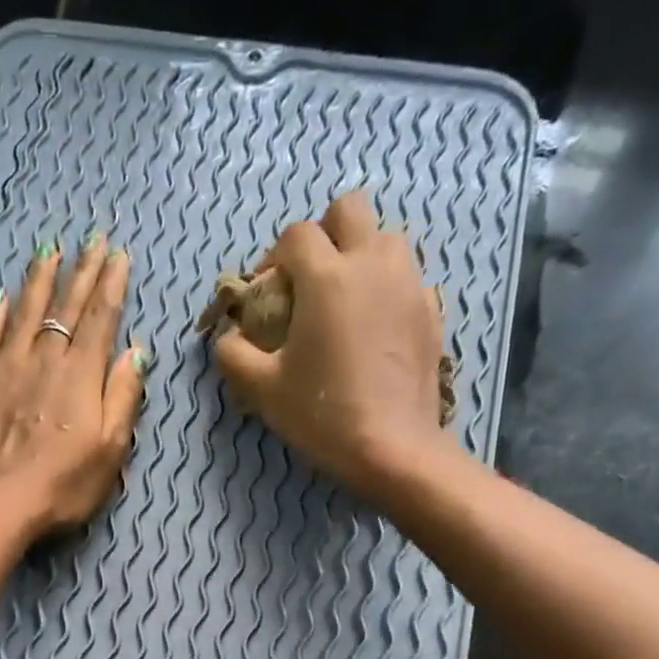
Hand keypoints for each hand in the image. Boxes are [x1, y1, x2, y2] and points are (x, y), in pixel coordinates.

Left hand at [0, 233, 147, 540]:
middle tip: (92, 240)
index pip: (100, 319)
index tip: (117, 255)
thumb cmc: (63, 485)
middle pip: (66, 308)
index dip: (110, 285)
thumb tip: (134, 353)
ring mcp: (5, 368)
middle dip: (82, 272)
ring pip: (25, 313)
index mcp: (81, 376)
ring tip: (49, 253)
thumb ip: (123, 397)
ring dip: (39, 281)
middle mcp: (44, 360)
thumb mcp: (110, 450)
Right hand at [212, 191, 443, 492]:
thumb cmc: (322, 415)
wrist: (392, 448)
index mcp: (326, 276)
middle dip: (324, 234)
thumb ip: (234, 355)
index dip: (274, 258)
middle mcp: (371, 263)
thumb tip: (227, 337)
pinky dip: (387, 289)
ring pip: (385, 237)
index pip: (295, 235)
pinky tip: (374, 329)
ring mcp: (408, 283)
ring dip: (360, 255)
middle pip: (348, 210)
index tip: (267, 293)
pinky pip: (407, 278)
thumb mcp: (262, 390)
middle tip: (309, 280)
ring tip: (345, 301)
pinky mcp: (431, 310)